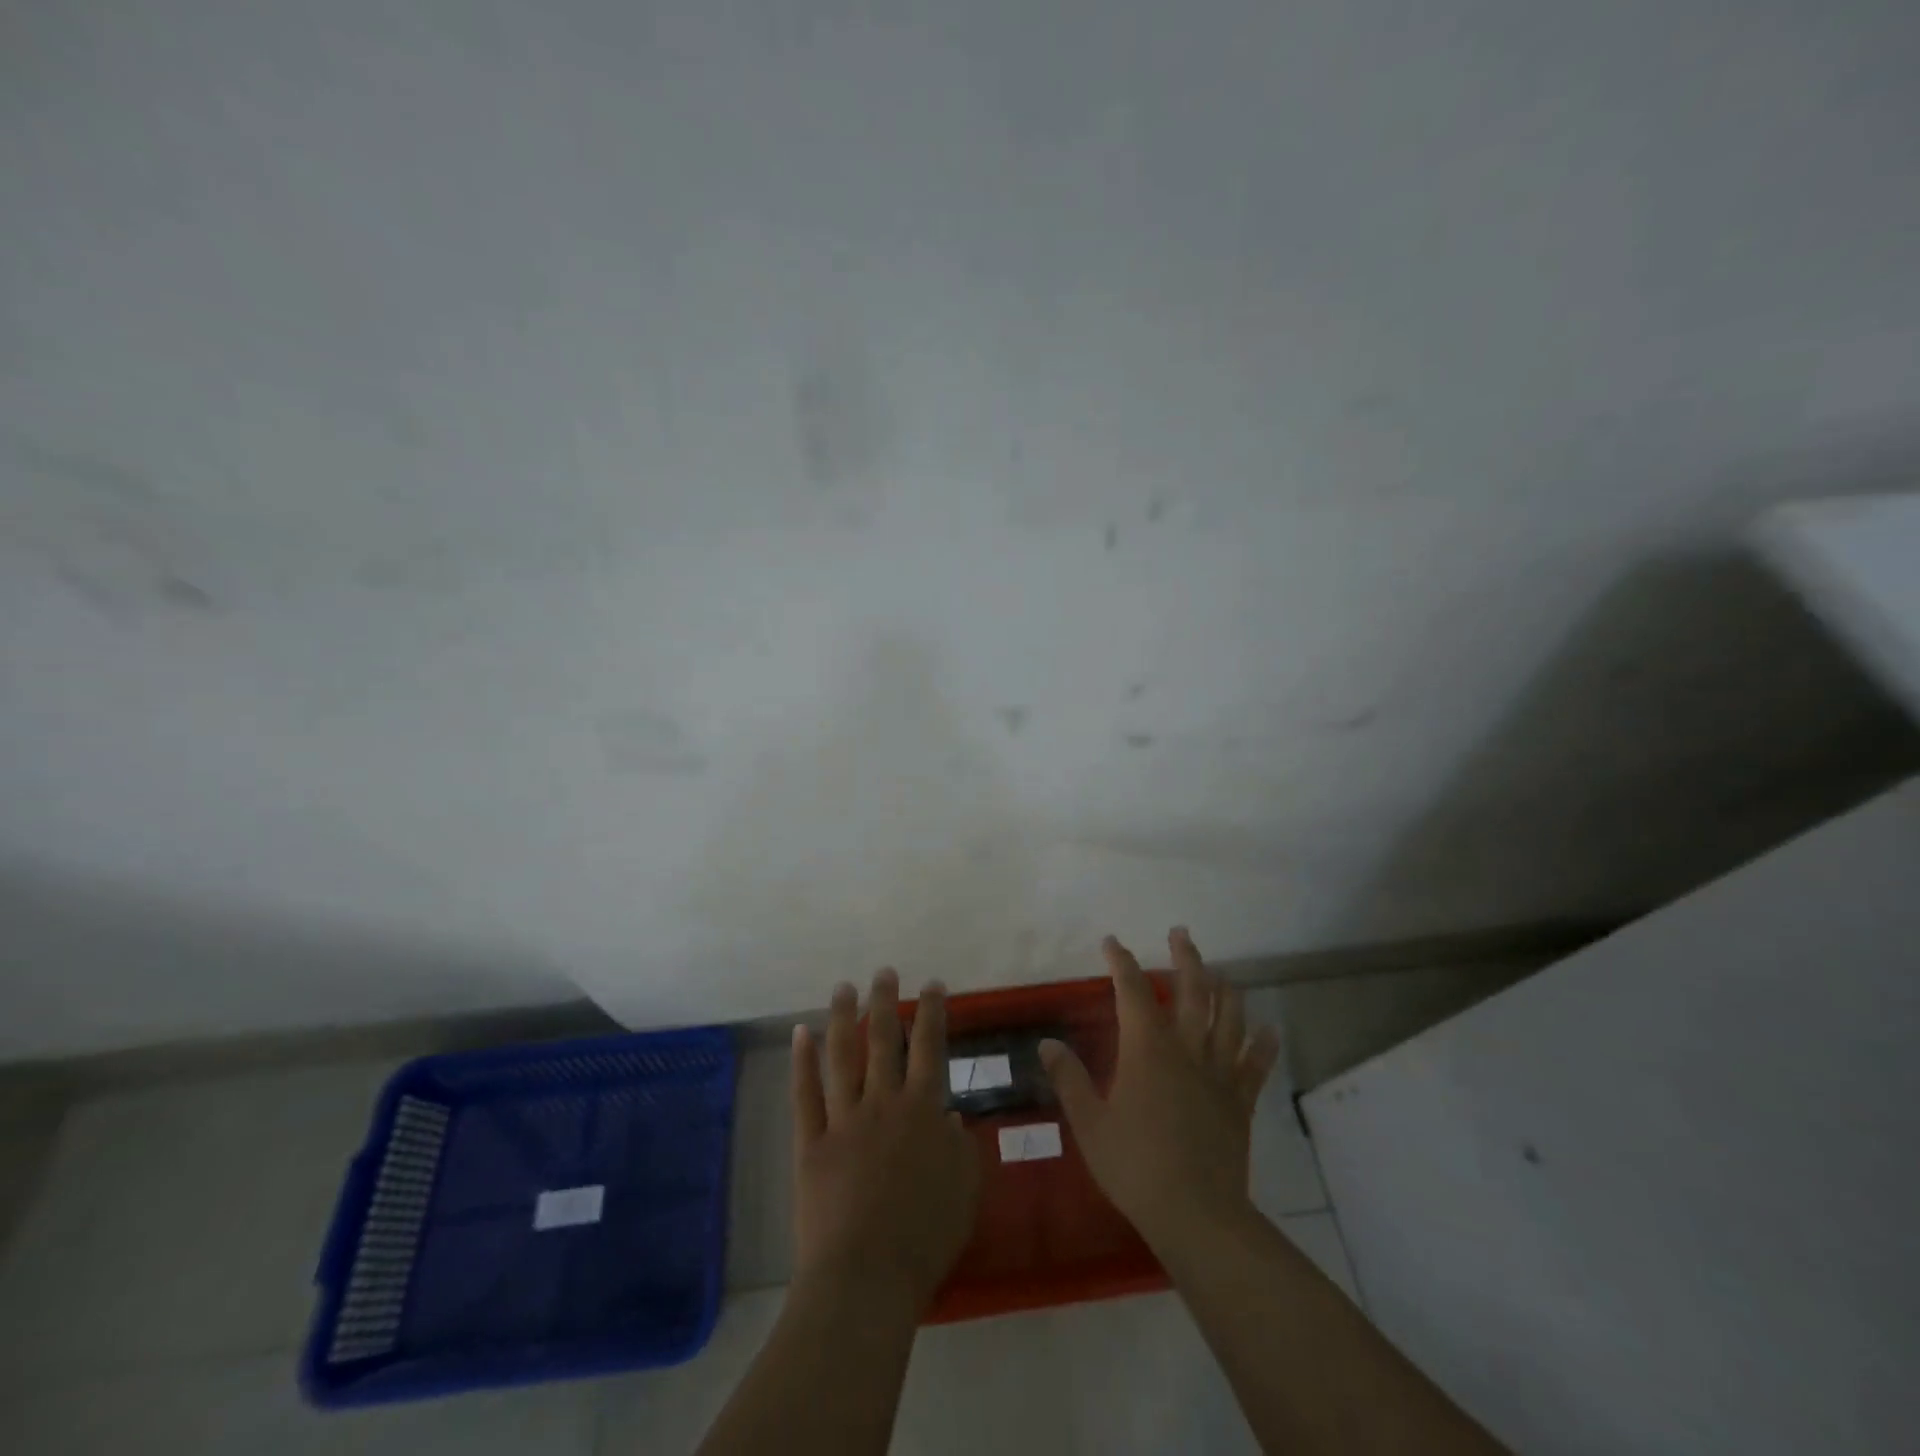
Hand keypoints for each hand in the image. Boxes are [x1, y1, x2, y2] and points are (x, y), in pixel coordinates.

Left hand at [790, 969, 981, 1313]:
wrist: (865, 1277)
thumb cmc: (925, 1237)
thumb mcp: (964, 1190)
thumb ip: (961, 1147)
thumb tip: (947, 1116)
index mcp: (923, 1110)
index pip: (930, 1047)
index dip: (932, 1011)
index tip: (933, 984)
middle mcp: (883, 1102)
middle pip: (883, 1039)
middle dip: (886, 1001)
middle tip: (884, 971)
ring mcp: (843, 1120)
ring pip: (842, 1055)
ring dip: (843, 1017)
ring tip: (844, 987)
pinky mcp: (811, 1142)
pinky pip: (804, 1094)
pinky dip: (802, 1061)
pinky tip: (801, 1033)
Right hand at [1040, 928, 1280, 1254]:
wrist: (1196, 1214)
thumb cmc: (1135, 1165)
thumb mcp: (1089, 1123)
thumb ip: (1068, 1079)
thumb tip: (1047, 1043)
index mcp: (1147, 1049)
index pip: (1133, 991)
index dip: (1122, 963)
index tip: (1112, 943)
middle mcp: (1186, 1050)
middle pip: (1192, 991)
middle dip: (1186, 958)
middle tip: (1181, 933)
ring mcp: (1218, 1074)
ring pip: (1228, 1018)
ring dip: (1225, 989)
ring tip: (1220, 972)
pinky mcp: (1240, 1101)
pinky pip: (1256, 1065)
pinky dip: (1264, 1045)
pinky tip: (1269, 1030)